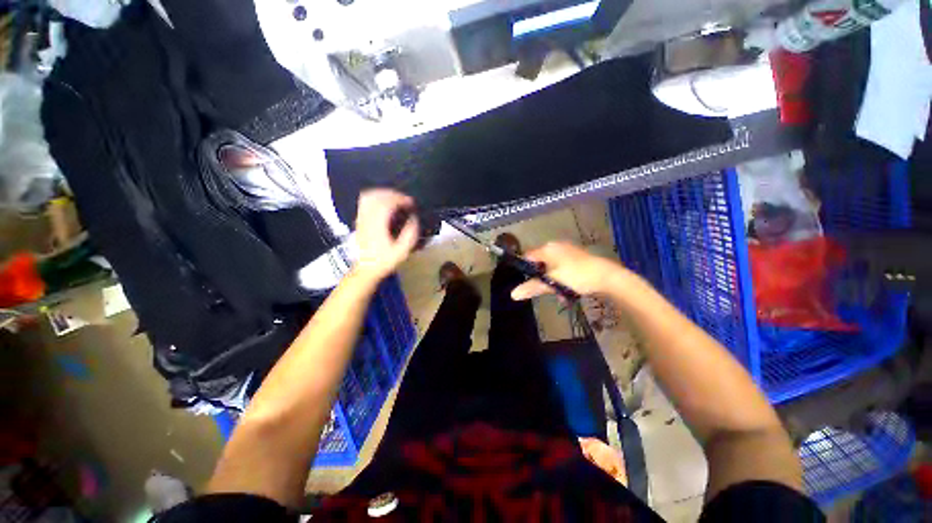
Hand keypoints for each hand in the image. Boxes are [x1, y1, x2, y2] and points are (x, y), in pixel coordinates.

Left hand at [352, 189, 419, 281]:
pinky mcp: (359, 220)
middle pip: (377, 196)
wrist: (367, 269)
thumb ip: (410, 234)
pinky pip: (364, 202)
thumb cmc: (386, 261)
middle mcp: (367, 219)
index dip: (400, 199)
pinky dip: (376, 197)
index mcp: (378, 225)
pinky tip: (385, 203)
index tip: (411, 203)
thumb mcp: (402, 251)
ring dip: (383, 193)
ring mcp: (361, 218)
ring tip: (396, 198)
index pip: (387, 203)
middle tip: (405, 200)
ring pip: (368, 196)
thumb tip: (414, 219)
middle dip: (393, 194)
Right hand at [511, 242, 624, 299]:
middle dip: (541, 279)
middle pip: (540, 263)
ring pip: (552, 268)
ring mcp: (568, 251)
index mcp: (547, 248)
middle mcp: (556, 246)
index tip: (525, 282)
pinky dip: (562, 279)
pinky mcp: (577, 258)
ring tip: (559, 295)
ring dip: (552, 282)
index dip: (524, 269)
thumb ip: (532, 287)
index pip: (527, 256)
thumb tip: (513, 294)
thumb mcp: (553, 282)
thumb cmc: (577, 276)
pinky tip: (568, 291)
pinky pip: (562, 268)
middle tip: (544, 291)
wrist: (608, 277)